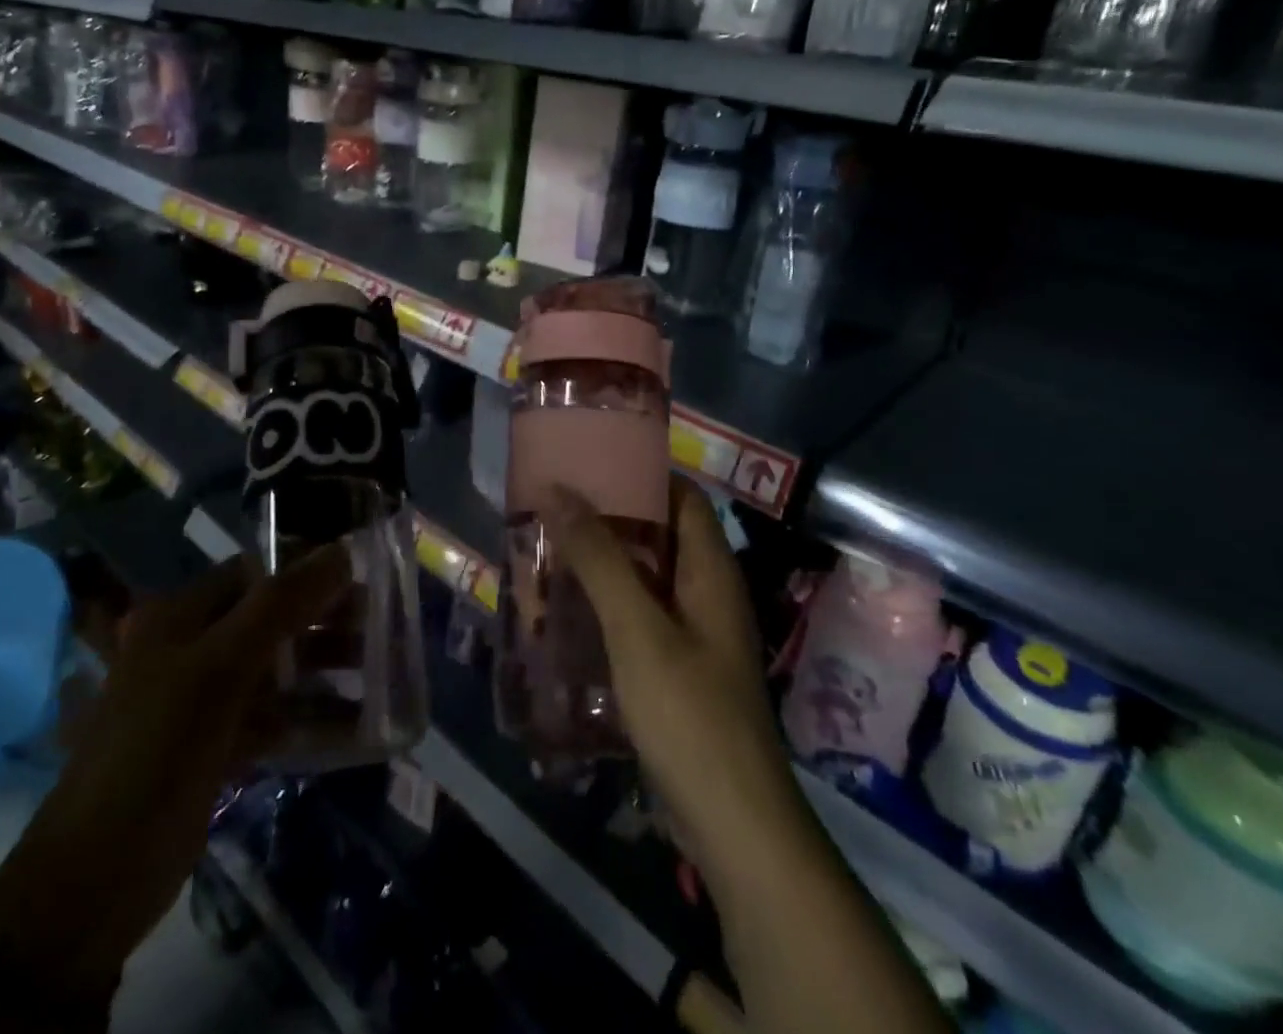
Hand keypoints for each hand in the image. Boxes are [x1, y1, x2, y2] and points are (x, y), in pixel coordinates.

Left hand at [0, 547, 350, 998]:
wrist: (94, 879)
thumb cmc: (155, 752)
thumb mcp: (219, 669)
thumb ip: (281, 606)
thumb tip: (342, 551)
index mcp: (182, 615)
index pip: (257, 570)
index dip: (309, 567)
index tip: (364, 573)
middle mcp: (193, 647)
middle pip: (273, 617)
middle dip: (326, 619)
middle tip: (382, 623)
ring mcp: (205, 699)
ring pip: (278, 668)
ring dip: (326, 667)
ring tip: (383, 670)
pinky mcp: (218, 745)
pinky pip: (276, 718)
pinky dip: (313, 718)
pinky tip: (359, 725)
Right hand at [541, 478, 799, 899]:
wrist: (733, 825)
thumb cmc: (690, 713)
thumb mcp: (638, 628)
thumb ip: (600, 558)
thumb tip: (559, 488)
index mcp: (711, 570)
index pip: (682, 496)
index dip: (642, 471)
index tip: (591, 457)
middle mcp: (707, 593)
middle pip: (660, 535)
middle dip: (610, 517)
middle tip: (554, 503)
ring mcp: (695, 635)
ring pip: (646, 579)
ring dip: (603, 563)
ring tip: (549, 548)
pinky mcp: (679, 671)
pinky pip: (640, 619)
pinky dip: (607, 606)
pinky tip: (566, 612)